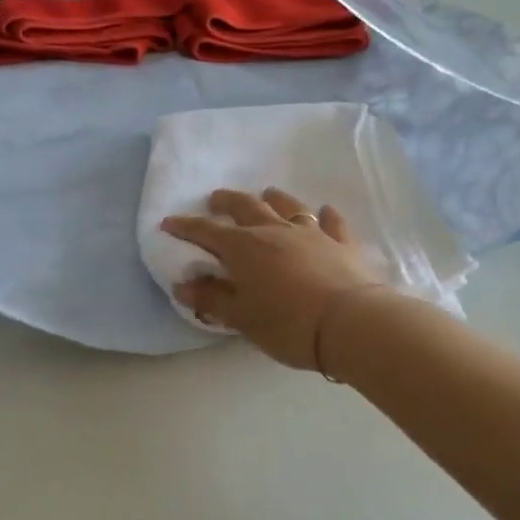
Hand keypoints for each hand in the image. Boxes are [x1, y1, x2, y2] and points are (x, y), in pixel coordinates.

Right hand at [162, 187, 387, 369]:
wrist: (351, 323)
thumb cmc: (288, 324)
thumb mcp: (242, 318)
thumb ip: (212, 299)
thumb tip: (182, 284)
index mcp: (245, 248)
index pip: (207, 232)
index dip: (186, 227)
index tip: (168, 222)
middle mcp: (274, 231)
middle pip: (246, 207)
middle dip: (226, 201)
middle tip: (215, 200)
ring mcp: (311, 233)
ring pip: (288, 206)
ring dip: (273, 199)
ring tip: (266, 195)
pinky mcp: (341, 243)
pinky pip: (331, 222)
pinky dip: (325, 216)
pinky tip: (324, 212)